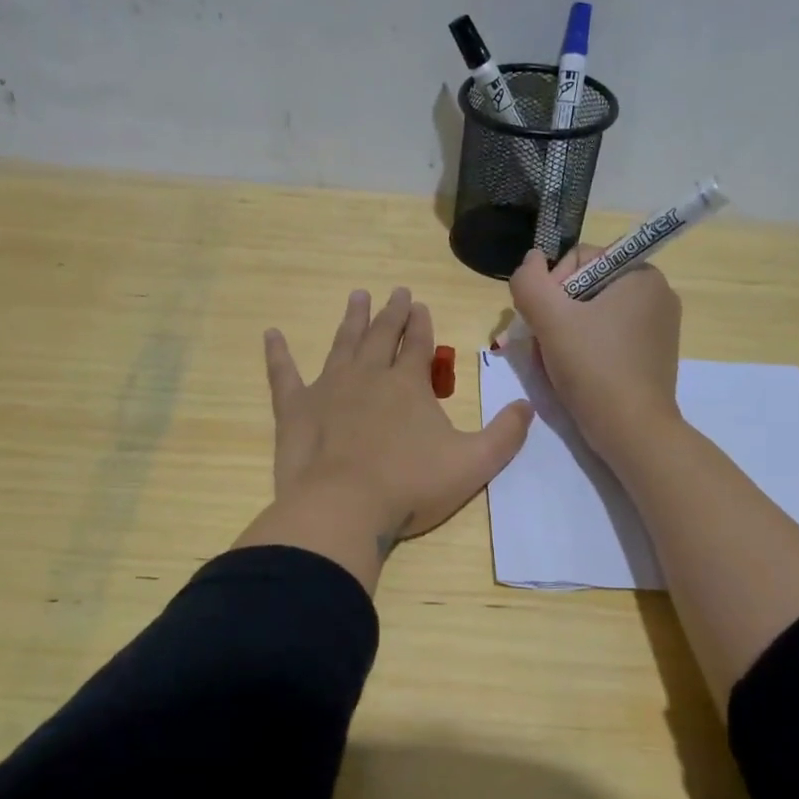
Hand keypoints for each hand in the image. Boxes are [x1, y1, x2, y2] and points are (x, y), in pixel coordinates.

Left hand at [234, 287, 534, 591]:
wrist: (344, 507)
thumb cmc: (410, 486)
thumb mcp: (473, 464)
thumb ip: (505, 434)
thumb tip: (527, 406)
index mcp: (408, 385)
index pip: (418, 345)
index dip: (421, 324)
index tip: (420, 304)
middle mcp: (368, 375)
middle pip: (381, 336)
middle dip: (391, 313)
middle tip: (394, 291)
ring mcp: (328, 388)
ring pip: (342, 344)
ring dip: (352, 320)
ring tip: (357, 296)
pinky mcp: (295, 408)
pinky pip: (283, 374)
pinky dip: (277, 354)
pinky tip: (271, 334)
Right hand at [509, 246, 682, 462]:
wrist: (632, 431)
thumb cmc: (593, 368)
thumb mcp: (550, 319)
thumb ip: (530, 281)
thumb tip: (531, 259)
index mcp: (641, 274)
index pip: (580, 259)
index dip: (552, 286)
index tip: (543, 320)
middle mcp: (657, 294)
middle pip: (585, 288)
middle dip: (557, 313)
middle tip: (544, 345)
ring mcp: (659, 327)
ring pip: (594, 315)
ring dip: (566, 333)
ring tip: (556, 362)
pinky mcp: (654, 355)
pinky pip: (609, 338)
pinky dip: (587, 349)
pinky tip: (575, 373)